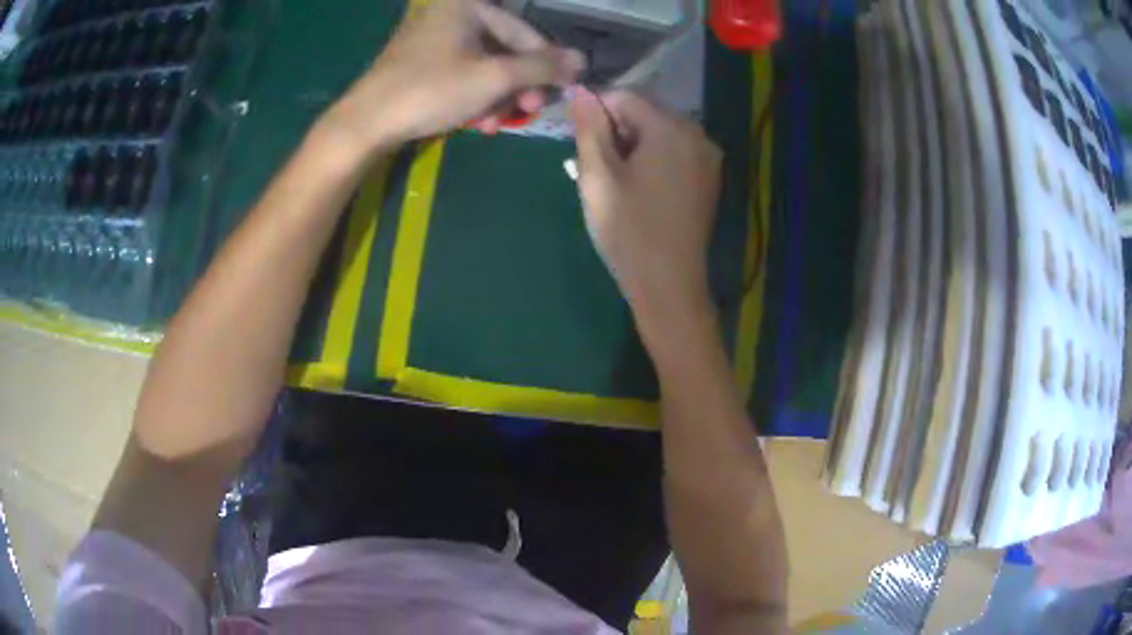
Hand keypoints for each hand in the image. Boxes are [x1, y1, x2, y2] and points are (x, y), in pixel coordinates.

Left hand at [323, 0, 584, 153]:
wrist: (365, 123)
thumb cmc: (430, 91)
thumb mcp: (493, 78)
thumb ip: (541, 67)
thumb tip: (582, 60)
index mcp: (468, 4)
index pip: (523, 32)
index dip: (546, 63)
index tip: (563, 91)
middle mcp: (451, 11)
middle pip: (503, 48)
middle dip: (517, 85)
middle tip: (526, 112)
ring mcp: (433, 35)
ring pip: (483, 63)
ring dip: (497, 95)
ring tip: (497, 123)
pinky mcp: (421, 58)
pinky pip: (461, 71)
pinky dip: (474, 94)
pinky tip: (477, 120)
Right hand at [569, 88, 722, 342]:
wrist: (669, 285)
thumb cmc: (628, 231)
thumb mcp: (598, 177)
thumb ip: (589, 128)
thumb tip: (579, 90)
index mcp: (671, 128)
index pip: (624, 97)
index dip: (596, 114)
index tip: (580, 145)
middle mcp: (697, 133)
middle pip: (645, 112)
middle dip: (617, 131)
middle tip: (598, 170)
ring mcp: (708, 157)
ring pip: (659, 132)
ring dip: (633, 146)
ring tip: (618, 182)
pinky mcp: (709, 177)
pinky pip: (675, 152)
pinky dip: (653, 159)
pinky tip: (641, 189)